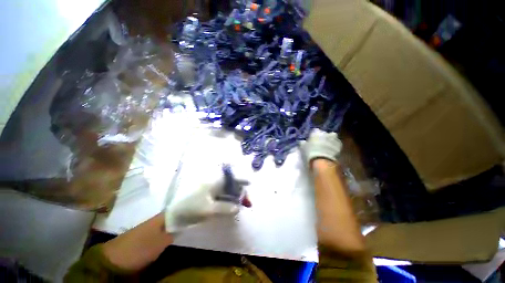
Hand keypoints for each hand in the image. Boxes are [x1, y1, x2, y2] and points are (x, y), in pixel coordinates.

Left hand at [165, 173, 247, 232]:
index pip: (231, 177)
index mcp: (214, 182)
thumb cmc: (191, 208)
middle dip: (241, 191)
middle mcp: (215, 182)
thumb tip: (238, 207)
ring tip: (245, 204)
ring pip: (229, 189)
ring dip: (237, 196)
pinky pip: (225, 195)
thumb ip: (224, 207)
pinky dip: (231, 199)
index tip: (250, 183)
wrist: (175, 214)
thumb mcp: (208, 210)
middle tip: (247, 202)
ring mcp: (213, 188)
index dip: (240, 179)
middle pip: (232, 183)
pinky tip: (235, 205)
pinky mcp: (211, 195)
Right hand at [301, 128, 341, 164]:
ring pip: (332, 139)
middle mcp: (326, 133)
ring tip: (325, 149)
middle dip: (323, 138)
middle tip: (319, 144)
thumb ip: (302, 143)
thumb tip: (302, 141)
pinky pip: (336, 145)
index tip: (311, 140)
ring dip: (329, 142)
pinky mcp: (340, 147)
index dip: (313, 136)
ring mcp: (334, 140)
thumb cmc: (310, 153)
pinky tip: (330, 152)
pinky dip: (333, 148)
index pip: (314, 131)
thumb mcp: (302, 147)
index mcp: (316, 132)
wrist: (322, 162)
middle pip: (324, 134)